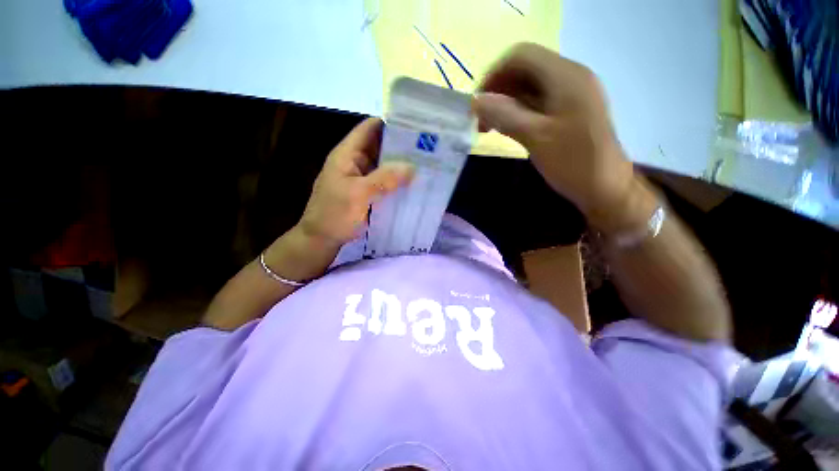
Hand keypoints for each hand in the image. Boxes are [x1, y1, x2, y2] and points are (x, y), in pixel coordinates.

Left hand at [298, 117, 414, 247]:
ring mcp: (362, 177)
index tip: (414, 126)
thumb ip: (385, 179)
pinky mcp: (367, 191)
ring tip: (425, 163)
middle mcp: (355, 161)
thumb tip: (411, 167)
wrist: (322, 239)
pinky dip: (397, 181)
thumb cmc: (335, 214)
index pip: (369, 129)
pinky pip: (385, 181)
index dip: (390, 123)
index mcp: (347, 154)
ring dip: (401, 165)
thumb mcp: (359, 194)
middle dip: (401, 146)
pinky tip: (413, 183)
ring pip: (384, 165)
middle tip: (427, 148)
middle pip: (380, 146)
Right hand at [473, 43, 638, 228]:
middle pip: (524, 69)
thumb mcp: (534, 137)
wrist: (604, 187)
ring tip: (489, 127)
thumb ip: (504, 115)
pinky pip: (538, 101)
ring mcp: (571, 93)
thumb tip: (475, 101)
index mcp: (565, 75)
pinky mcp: (569, 109)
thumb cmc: (572, 162)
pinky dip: (518, 111)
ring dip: (506, 103)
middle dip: (498, 91)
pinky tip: (507, 128)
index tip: (477, 103)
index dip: (494, 74)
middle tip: (481, 120)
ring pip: (529, 86)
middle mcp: (570, 76)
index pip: (521, 56)